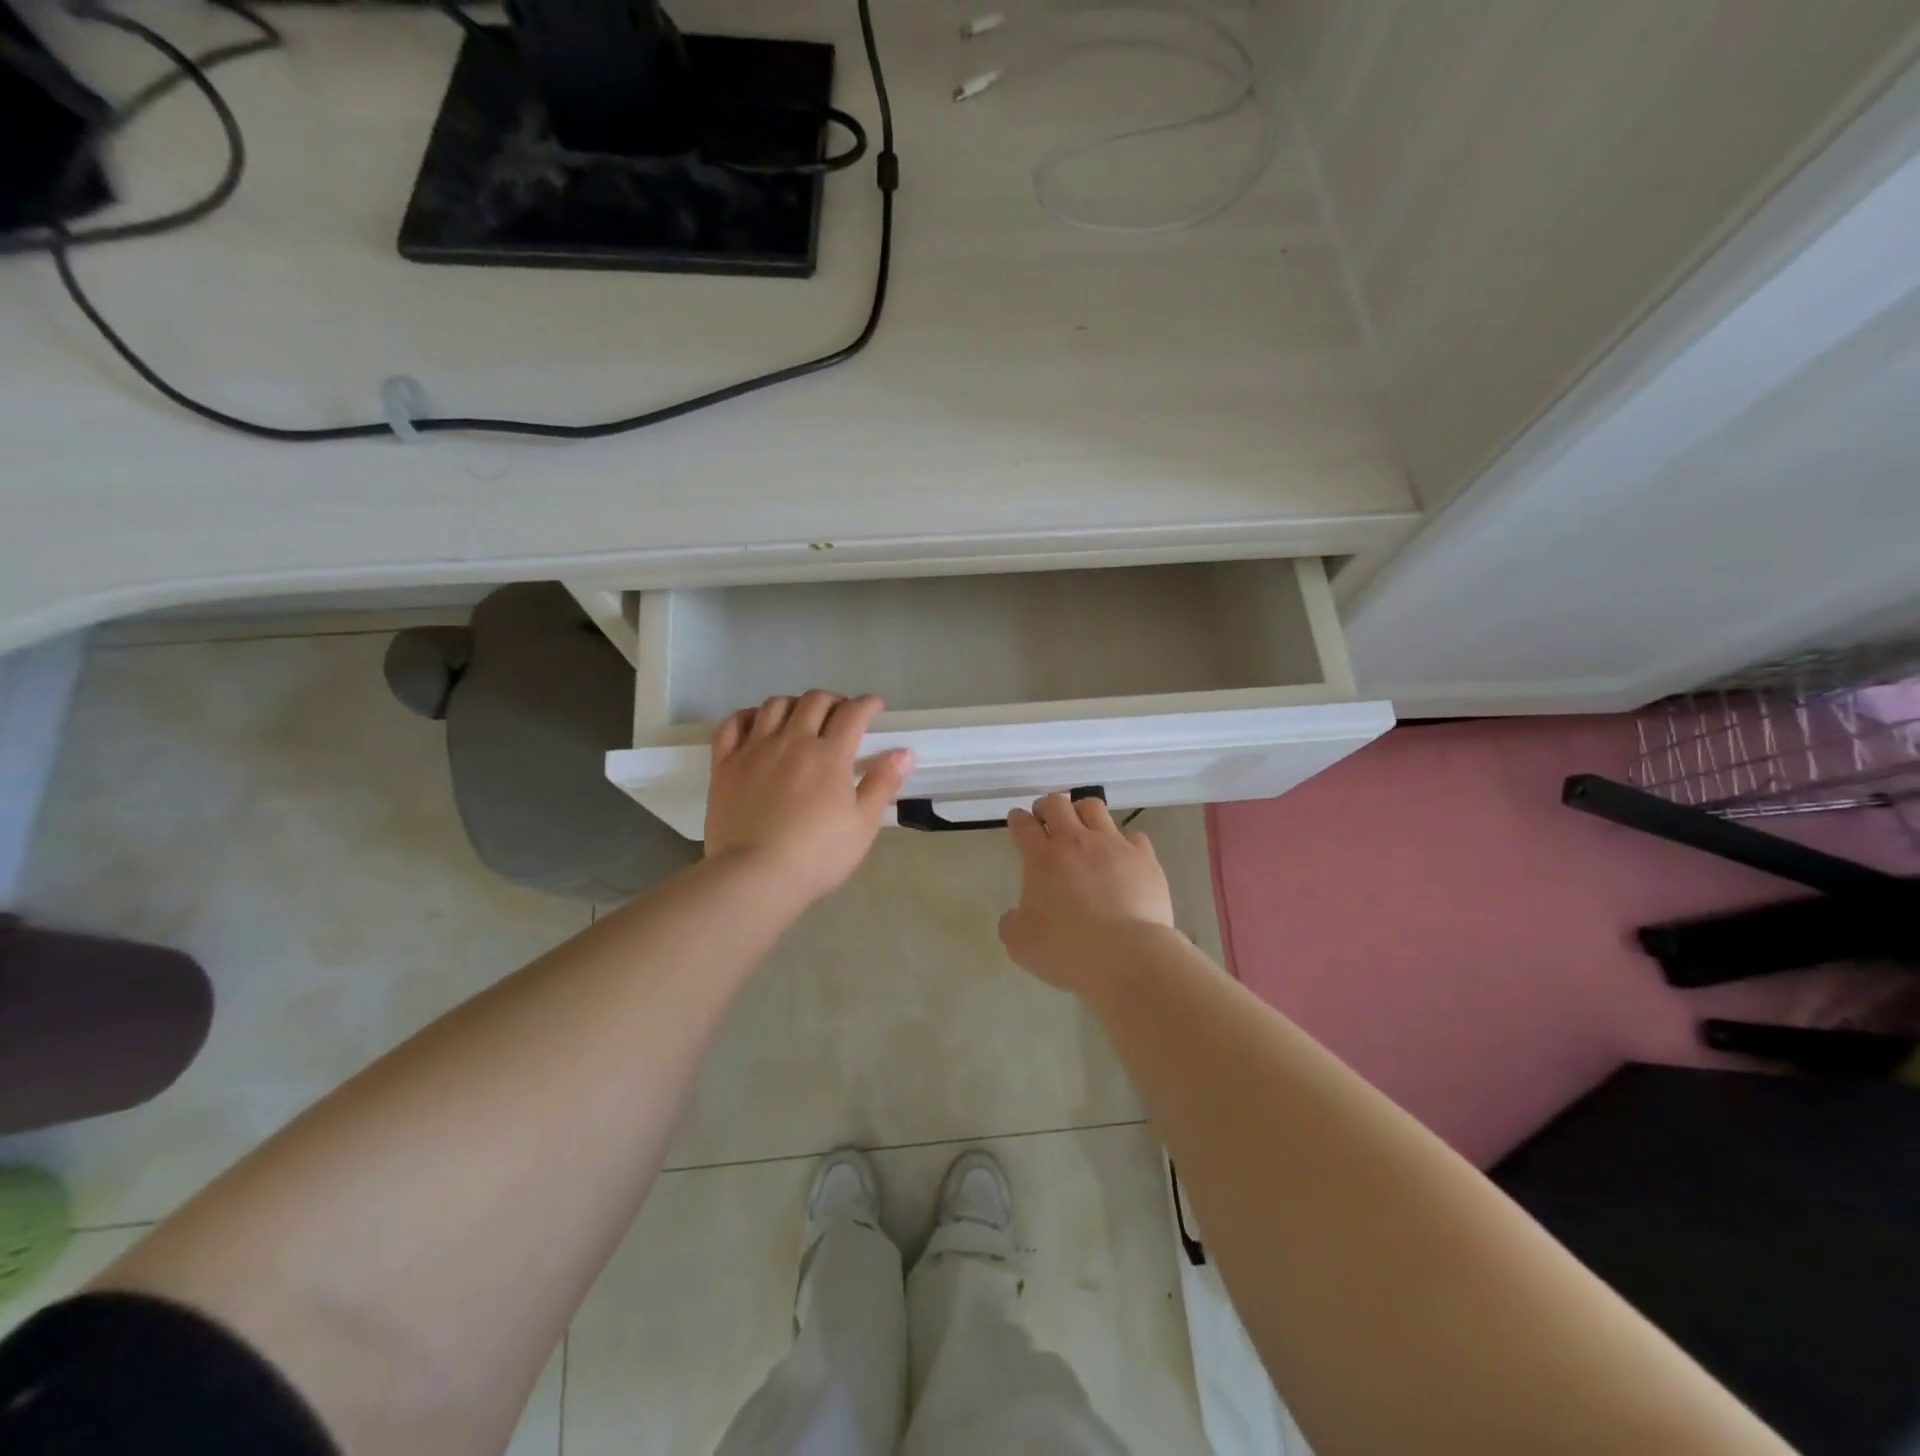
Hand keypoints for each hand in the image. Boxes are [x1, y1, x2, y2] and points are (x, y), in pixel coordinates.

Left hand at [704, 691, 912, 904]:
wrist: (755, 877)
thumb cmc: (817, 855)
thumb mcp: (863, 825)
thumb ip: (882, 784)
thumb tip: (904, 753)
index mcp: (829, 755)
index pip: (852, 713)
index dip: (867, 704)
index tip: (875, 707)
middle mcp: (792, 741)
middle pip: (814, 701)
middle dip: (834, 700)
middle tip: (841, 715)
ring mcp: (754, 750)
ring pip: (774, 705)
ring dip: (794, 704)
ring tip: (801, 719)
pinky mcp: (725, 764)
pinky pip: (733, 724)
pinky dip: (748, 716)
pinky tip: (757, 725)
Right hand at [998, 793, 1177, 994]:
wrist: (1126, 956)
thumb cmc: (1066, 949)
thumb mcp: (1021, 944)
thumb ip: (1012, 923)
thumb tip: (1014, 916)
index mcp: (1042, 858)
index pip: (1024, 825)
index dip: (1018, 819)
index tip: (1017, 819)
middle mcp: (1076, 842)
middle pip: (1057, 804)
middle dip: (1047, 806)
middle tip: (1045, 818)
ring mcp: (1113, 845)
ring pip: (1094, 808)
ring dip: (1082, 812)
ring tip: (1083, 827)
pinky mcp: (1144, 858)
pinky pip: (1133, 836)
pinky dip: (1124, 843)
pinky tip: (1122, 858)